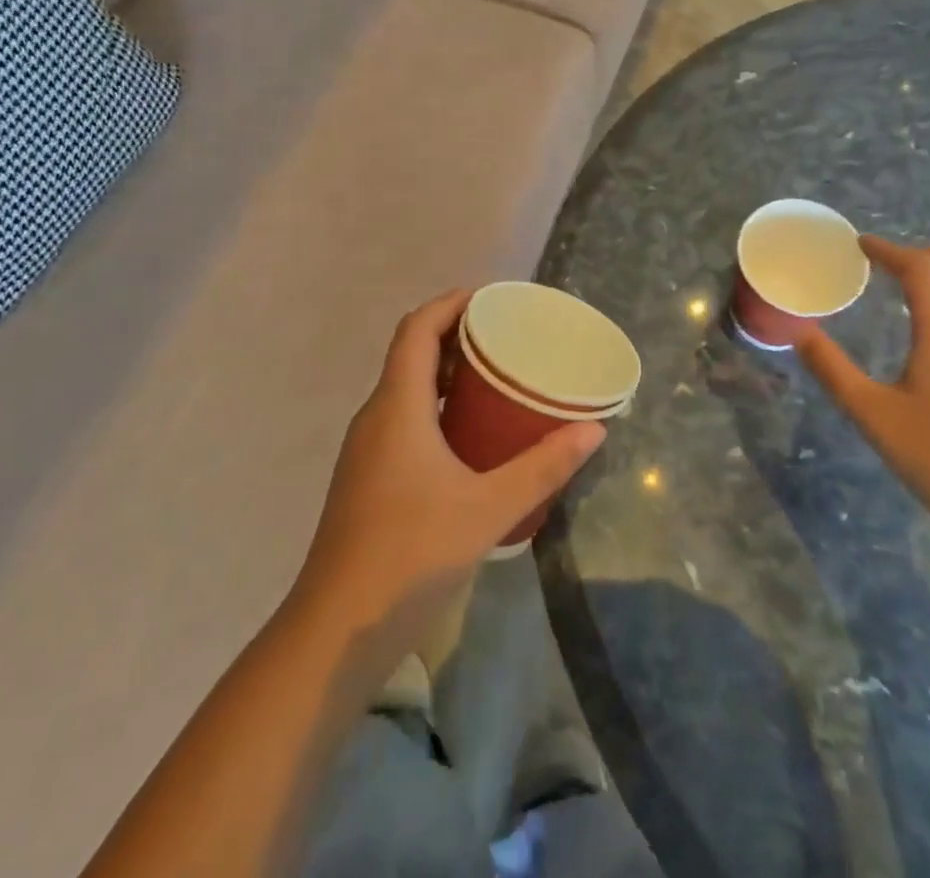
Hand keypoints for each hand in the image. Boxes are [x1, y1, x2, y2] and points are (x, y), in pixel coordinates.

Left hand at [291, 291, 605, 651]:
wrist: (336, 629)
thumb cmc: (410, 555)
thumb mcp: (488, 508)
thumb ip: (542, 467)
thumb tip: (593, 430)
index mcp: (397, 406)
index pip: (417, 328)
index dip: (450, 303)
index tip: (491, 299)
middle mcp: (376, 416)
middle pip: (411, 353)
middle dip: (456, 335)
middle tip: (506, 336)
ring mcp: (367, 448)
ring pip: (407, 388)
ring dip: (446, 373)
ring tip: (496, 377)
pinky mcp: (368, 476)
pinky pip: (404, 417)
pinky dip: (437, 406)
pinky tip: (470, 435)